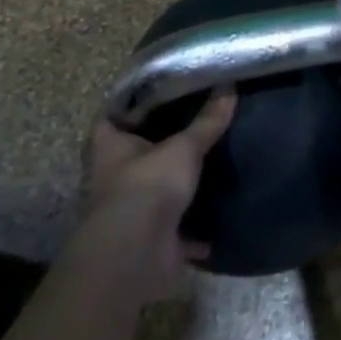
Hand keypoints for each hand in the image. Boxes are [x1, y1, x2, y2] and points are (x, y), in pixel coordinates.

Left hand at [80, 91, 235, 304]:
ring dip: (178, 188)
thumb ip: (207, 121)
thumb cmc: (148, 185)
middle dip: (161, 147)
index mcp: (111, 147)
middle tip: (194, 126)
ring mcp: (132, 212)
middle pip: (137, 156)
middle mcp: (115, 178)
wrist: (136, 254)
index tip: (158, 94)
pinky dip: (197, 232)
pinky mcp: (152, 241)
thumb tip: (229, 85)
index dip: (131, 107)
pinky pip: (179, 233)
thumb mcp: (184, 147)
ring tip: (211, 166)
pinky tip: (219, 218)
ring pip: (157, 193)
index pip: (113, 117)